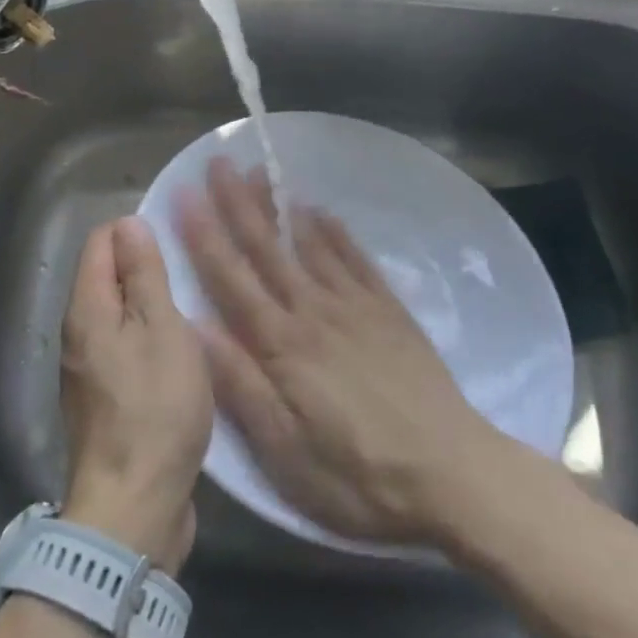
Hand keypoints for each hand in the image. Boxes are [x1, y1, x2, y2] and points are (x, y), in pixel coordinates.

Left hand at [60, 217, 212, 573]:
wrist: (133, 507)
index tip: (175, 240)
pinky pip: (124, 348)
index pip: (100, 242)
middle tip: (191, 273)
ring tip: (192, 307)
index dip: (135, 231)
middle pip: (107, 277)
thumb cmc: (154, 408)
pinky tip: (179, 352)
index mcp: (87, 309)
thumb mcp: (161, 329)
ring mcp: (88, 370)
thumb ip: (144, 274)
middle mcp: (78, 334)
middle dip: (145, 267)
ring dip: (150, 306)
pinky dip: (148, 339)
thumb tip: (128, 223)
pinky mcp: (104, 400)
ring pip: (118, 315)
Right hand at [179, 159, 492, 545]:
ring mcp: (355, 306)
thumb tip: (193, 326)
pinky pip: (356, 259)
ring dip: (280, 206)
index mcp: (281, 345)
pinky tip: (320, 211)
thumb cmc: (358, 475)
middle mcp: (314, 312)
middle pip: (267, 250)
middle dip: (237, 204)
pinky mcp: (389, 311)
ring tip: (261, 171)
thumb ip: (239, 384)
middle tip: (218, 162)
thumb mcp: (285, 451)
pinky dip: (335, 231)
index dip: (204, 235)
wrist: (453, 475)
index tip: (184, 194)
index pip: (232, 278)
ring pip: (309, 244)